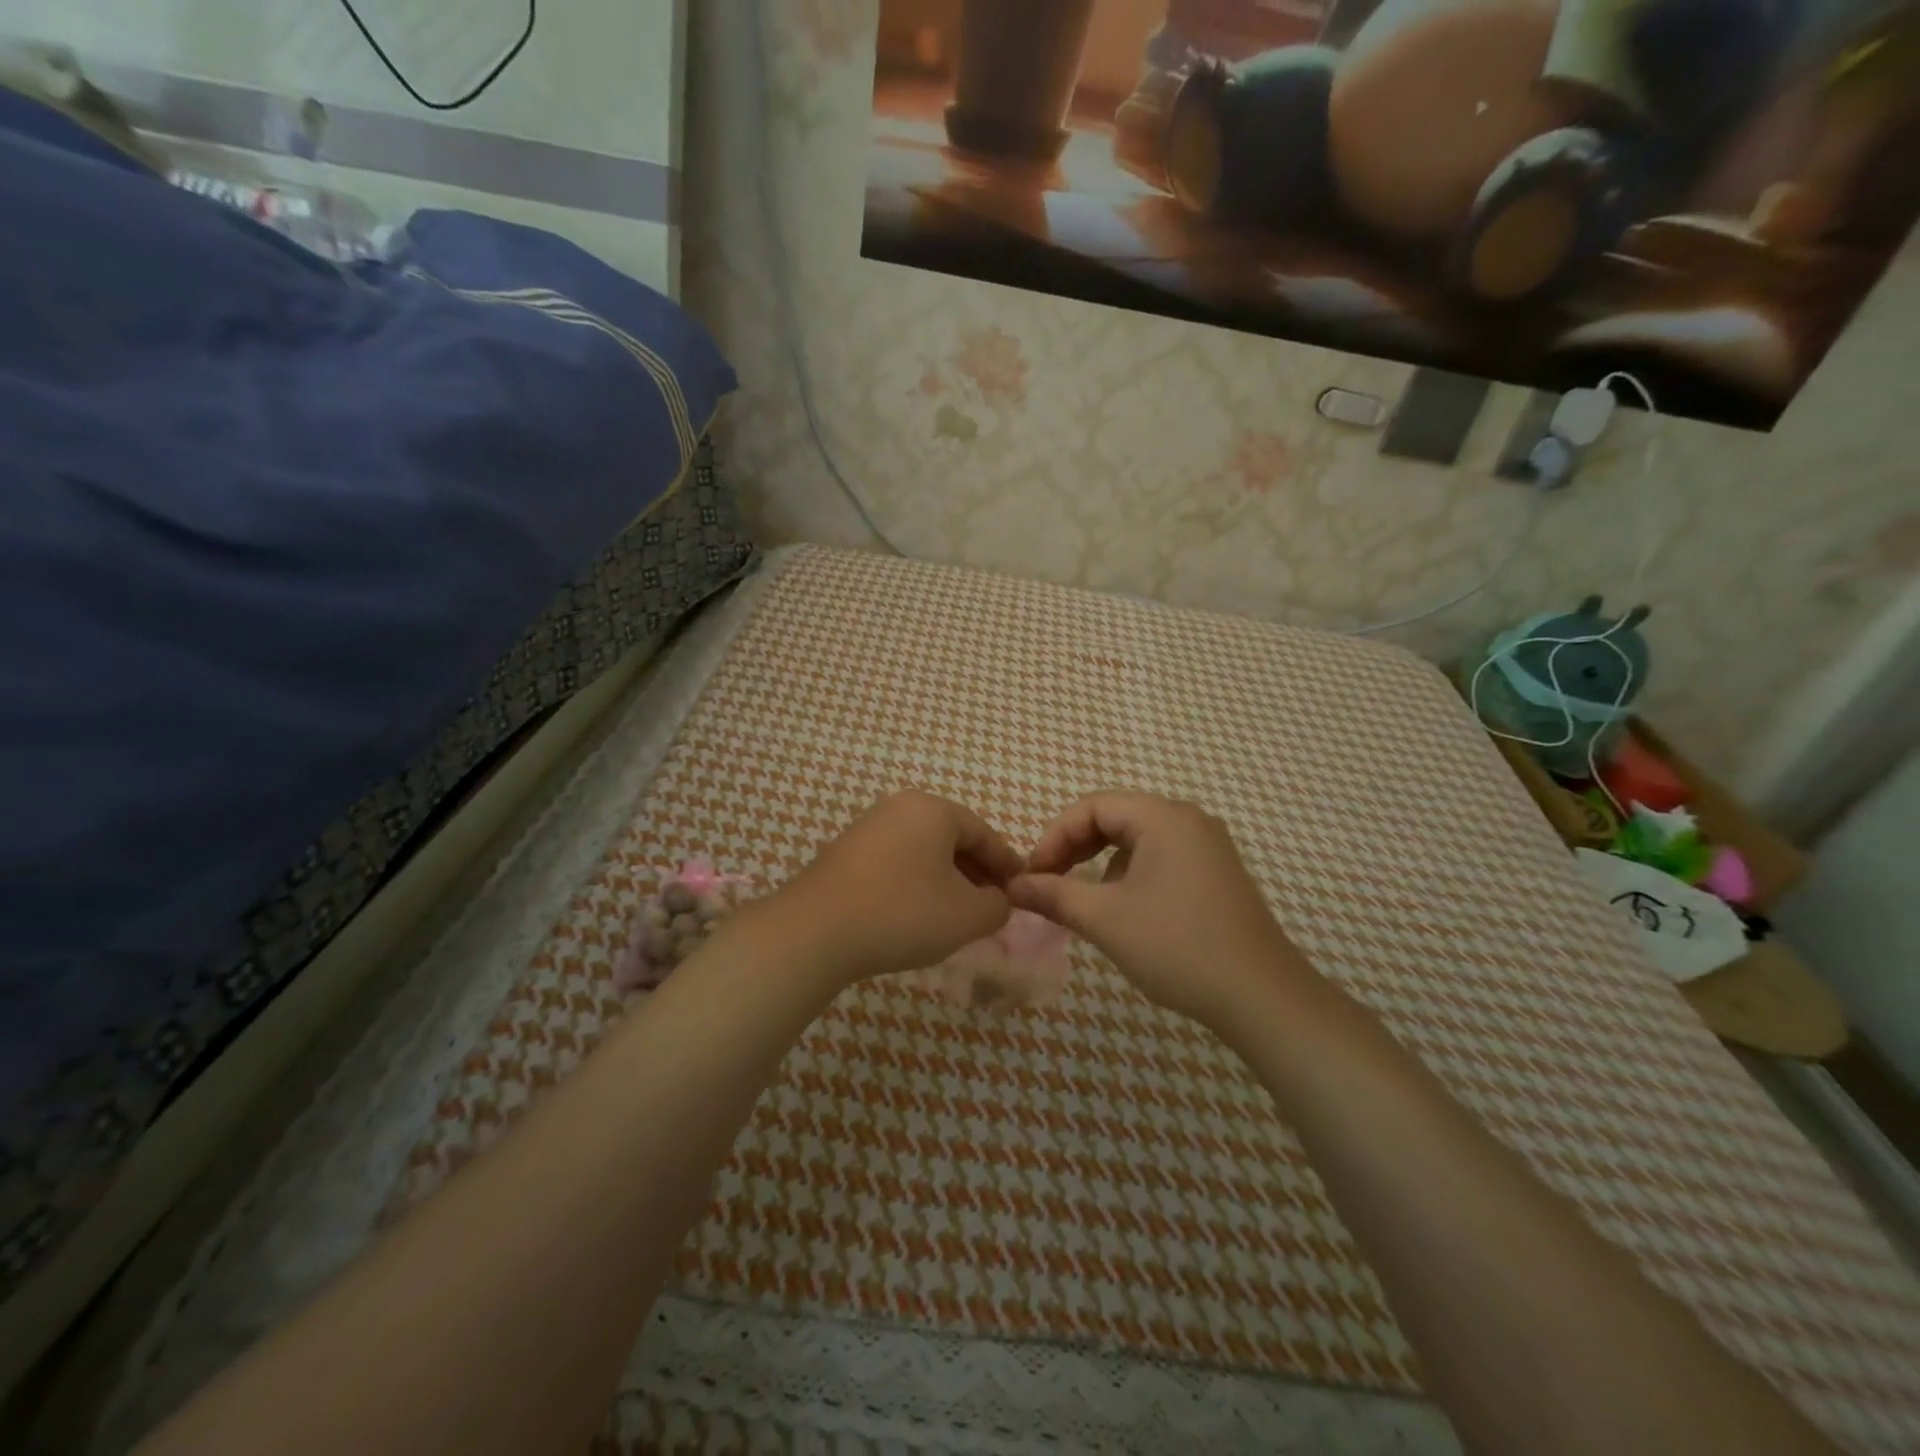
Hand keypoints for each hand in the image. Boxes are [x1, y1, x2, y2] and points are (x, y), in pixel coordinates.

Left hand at [761, 791, 1023, 984]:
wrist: (815, 931)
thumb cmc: (903, 913)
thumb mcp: (967, 915)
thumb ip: (997, 906)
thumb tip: (998, 901)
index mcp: (933, 809)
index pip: (984, 833)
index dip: (1007, 864)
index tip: (1022, 890)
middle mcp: (900, 807)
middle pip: (953, 838)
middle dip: (977, 872)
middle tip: (993, 904)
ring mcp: (868, 827)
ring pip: (923, 851)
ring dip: (946, 879)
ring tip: (957, 913)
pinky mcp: (845, 852)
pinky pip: (896, 861)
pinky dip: (916, 883)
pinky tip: (918, 913)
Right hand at [1009, 792, 1311, 1030]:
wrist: (1262, 997)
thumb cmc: (1178, 947)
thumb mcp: (1105, 919)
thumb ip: (1054, 895)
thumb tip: (1013, 886)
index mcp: (1163, 817)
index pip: (1092, 806)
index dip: (1054, 836)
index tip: (1033, 875)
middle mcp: (1188, 820)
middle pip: (1115, 817)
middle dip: (1075, 847)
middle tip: (1049, 882)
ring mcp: (1208, 847)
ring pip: (1137, 839)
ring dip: (1101, 863)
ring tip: (1082, 899)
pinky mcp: (1217, 874)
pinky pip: (1161, 858)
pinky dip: (1130, 875)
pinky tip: (1124, 910)